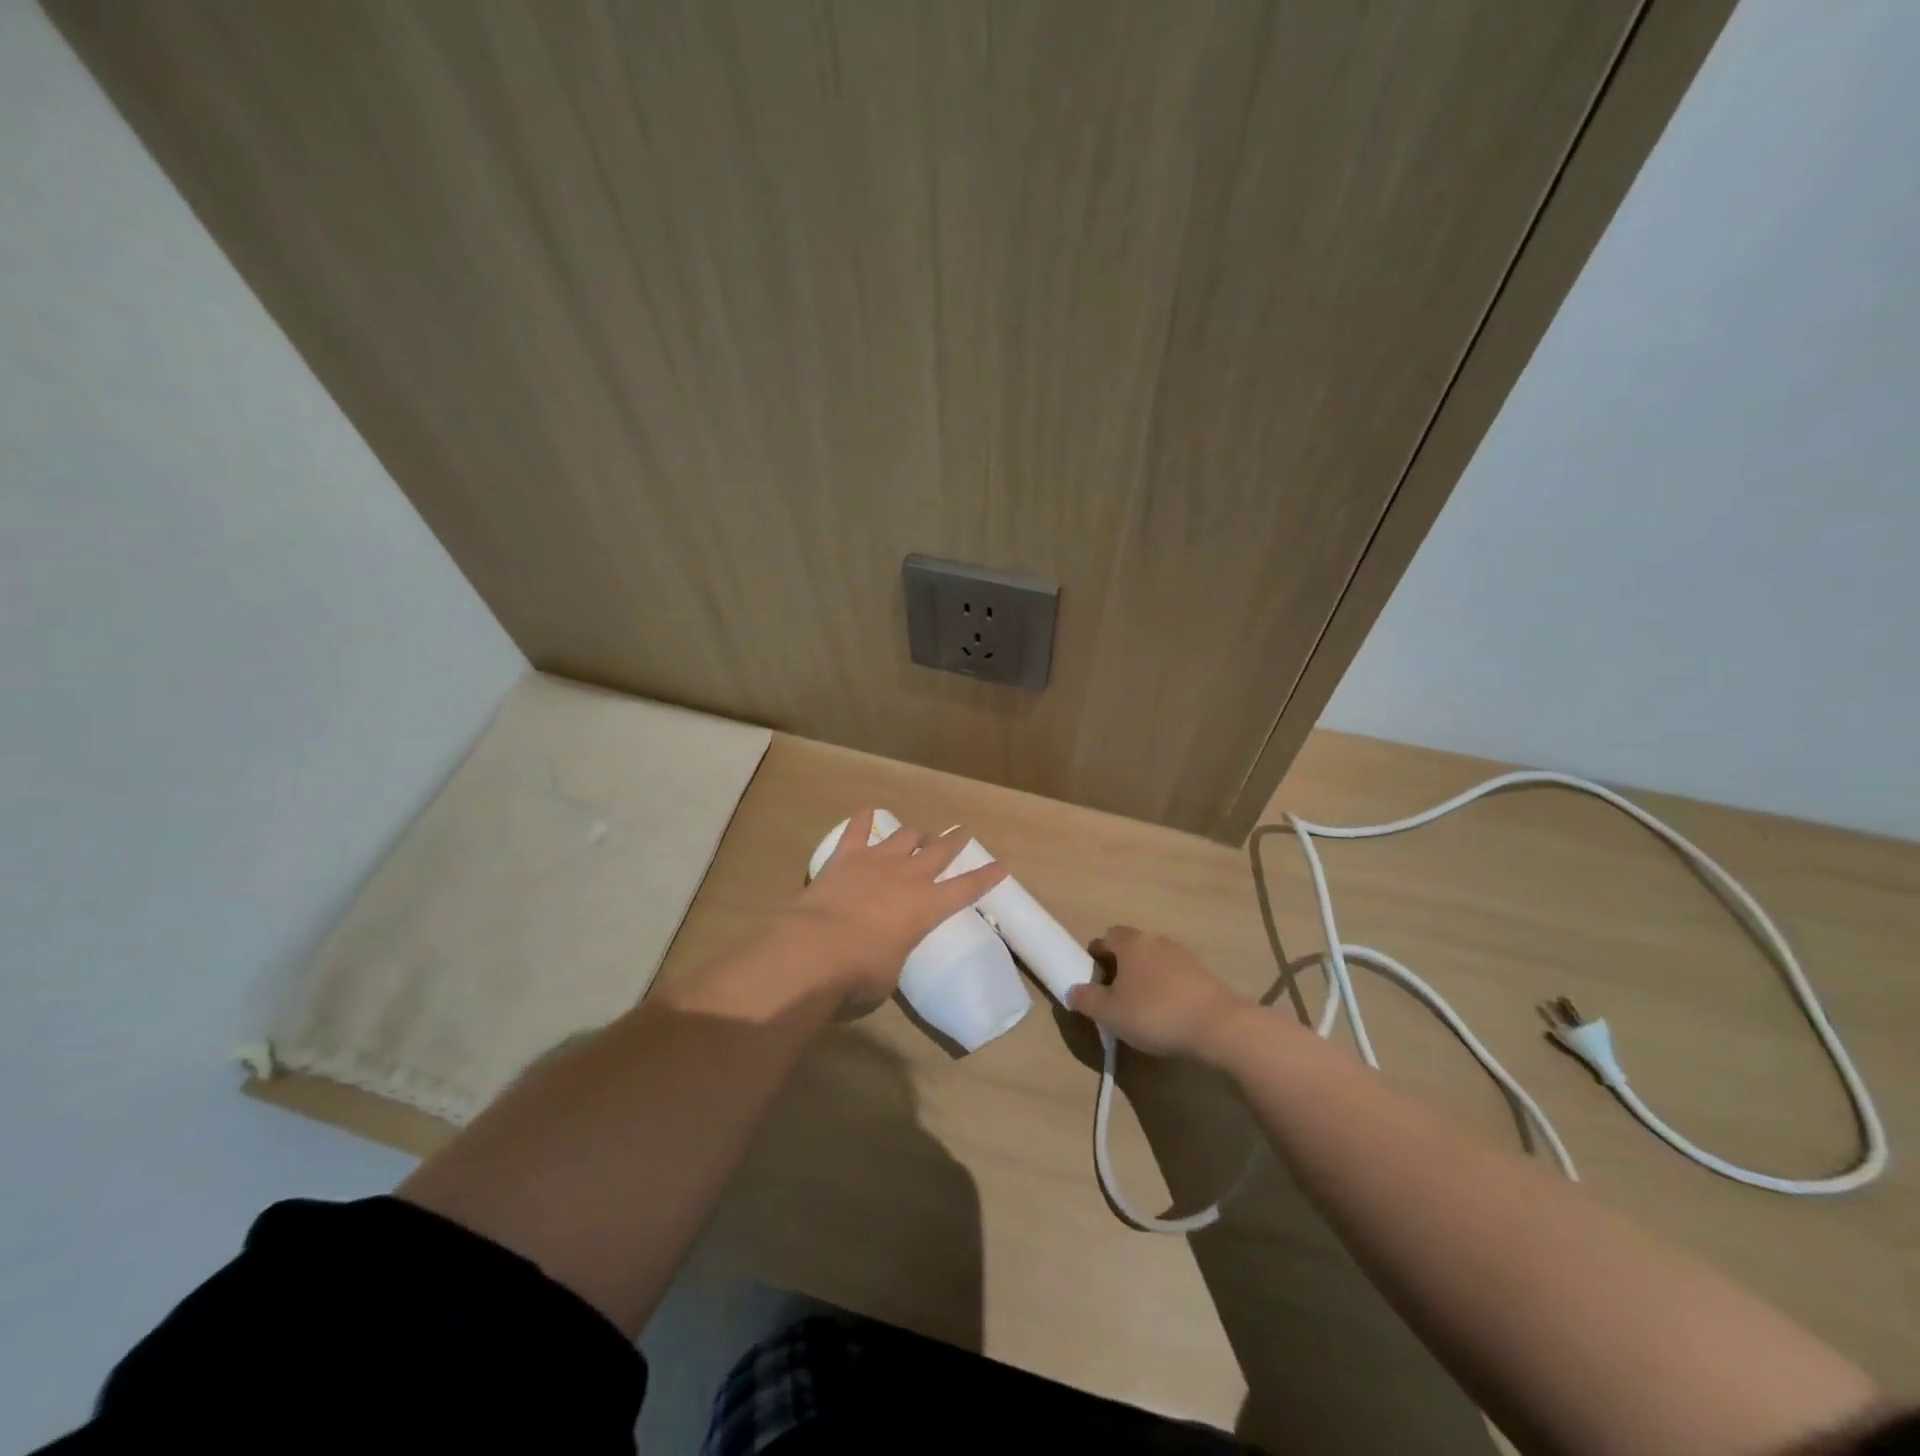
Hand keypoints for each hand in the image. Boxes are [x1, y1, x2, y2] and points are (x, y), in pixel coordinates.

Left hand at [774, 809, 1007, 1005]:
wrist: (816, 949)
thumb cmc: (860, 974)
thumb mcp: (890, 973)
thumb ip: (895, 953)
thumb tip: (884, 949)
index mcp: (927, 908)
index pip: (967, 888)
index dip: (986, 877)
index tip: (1001, 865)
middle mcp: (909, 877)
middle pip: (940, 850)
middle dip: (954, 840)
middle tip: (962, 832)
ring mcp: (877, 861)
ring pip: (906, 835)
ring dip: (916, 834)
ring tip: (919, 834)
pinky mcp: (846, 855)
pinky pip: (858, 829)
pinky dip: (864, 819)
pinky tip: (867, 811)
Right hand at [1068, 925, 1248, 1058]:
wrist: (1216, 1025)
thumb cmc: (1154, 1013)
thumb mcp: (1110, 1013)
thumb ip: (1087, 999)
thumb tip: (1072, 990)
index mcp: (1130, 943)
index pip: (1105, 938)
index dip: (1096, 958)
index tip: (1094, 983)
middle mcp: (1155, 940)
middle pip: (1130, 947)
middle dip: (1120, 967)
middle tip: (1115, 997)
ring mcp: (1182, 955)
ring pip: (1153, 960)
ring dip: (1144, 978)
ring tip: (1142, 1008)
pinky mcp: (1202, 973)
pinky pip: (1174, 975)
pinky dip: (1166, 988)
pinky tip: (1167, 1013)